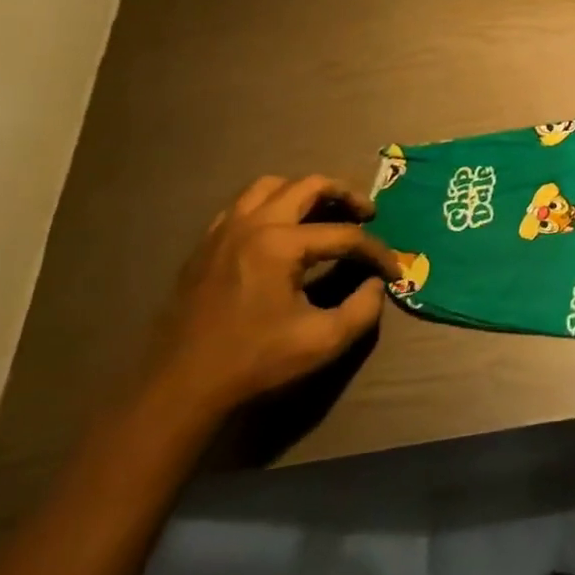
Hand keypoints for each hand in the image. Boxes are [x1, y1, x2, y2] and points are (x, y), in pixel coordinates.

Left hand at [144, 174, 399, 421]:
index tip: (394, 269)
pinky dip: (269, 205)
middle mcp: (252, 224)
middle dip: (345, 195)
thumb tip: (377, 284)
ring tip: (323, 211)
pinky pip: (242, 205)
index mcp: (280, 244)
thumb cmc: (253, 362)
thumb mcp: (321, 342)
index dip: (376, 251)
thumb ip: (362, 309)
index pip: (344, 235)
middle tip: (367, 213)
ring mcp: (224, 230)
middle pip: (309, 186)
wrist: (180, 388)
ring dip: (304, 192)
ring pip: (271, 186)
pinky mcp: (206, 244)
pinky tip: (280, 229)